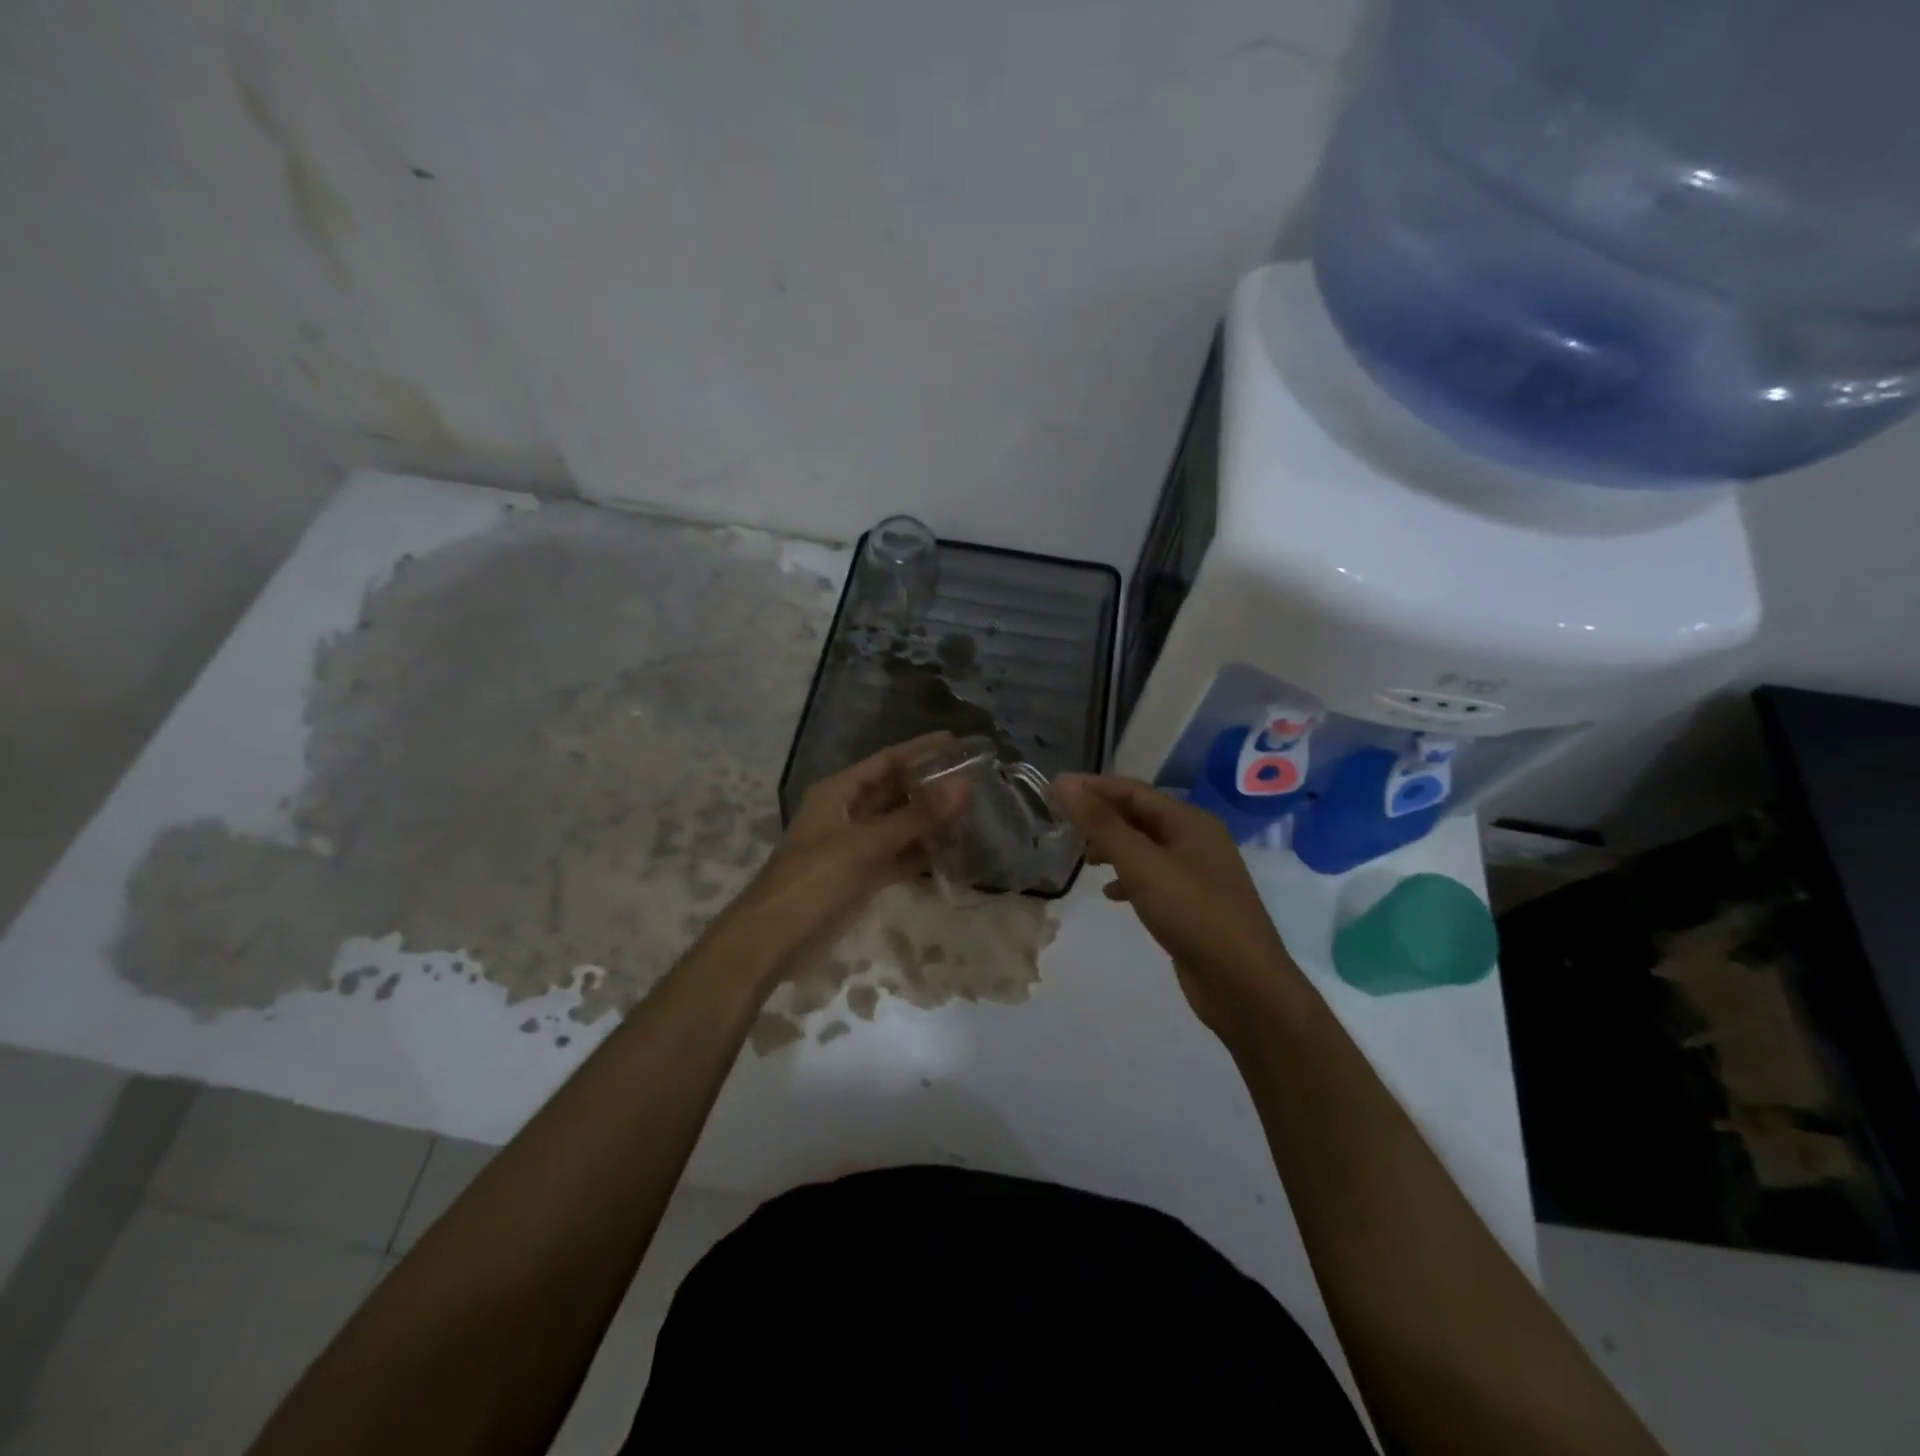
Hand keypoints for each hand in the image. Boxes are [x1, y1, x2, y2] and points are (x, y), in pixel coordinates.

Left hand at [711, 736, 952, 986]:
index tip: (958, 743)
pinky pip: (898, 857)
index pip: (886, 761)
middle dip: (930, 787)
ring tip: (973, 813)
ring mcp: (855, 846)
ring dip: (930, 822)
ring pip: (899, 826)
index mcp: (838, 792)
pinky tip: (953, 851)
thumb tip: (964, 785)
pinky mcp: (862, 877)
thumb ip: (917, 816)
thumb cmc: (815, 878)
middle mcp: (847, 813)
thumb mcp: (867, 843)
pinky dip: (921, 854)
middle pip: (895, 792)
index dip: (921, 751)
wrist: (775, 939)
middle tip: (975, 780)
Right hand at [1055, 774, 1301, 1048]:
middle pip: (1140, 816)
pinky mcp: (1193, 903)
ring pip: (1145, 848)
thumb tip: (1064, 783)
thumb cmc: (1192, 913)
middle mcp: (1196, 839)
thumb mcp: (1142, 864)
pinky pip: (1154, 877)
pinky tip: (1111, 894)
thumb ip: (1101, 824)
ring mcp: (1197, 873)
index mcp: (1190, 821)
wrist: (1243, 984)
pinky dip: (1129, 879)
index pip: (1133, 791)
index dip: (1093, 787)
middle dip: (1102, 817)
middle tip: (1063, 824)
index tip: (1053, 790)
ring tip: (1084, 859)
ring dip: (1113, 847)